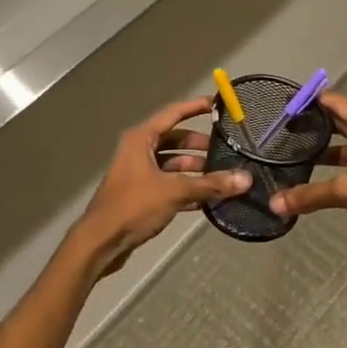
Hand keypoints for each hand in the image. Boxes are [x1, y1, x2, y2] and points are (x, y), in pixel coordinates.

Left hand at [68, 97, 252, 278]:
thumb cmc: (134, 206)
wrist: (101, 242)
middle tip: (227, 149)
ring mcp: (140, 173)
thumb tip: (245, 178)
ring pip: (173, 164)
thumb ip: (210, 184)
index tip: (217, 104)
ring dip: (196, 169)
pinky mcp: (142, 194)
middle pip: (175, 140)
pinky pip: (169, 183)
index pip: (173, 114)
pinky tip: (209, 197)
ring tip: (223, 176)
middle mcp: (139, 150)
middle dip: (200, 145)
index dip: (195, 107)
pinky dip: (187, 188)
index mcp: (141, 139)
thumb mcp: (174, 191)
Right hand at [267, 93, 346, 266]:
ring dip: (324, 150)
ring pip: (346, 148)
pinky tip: (314, 177)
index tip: (288, 100)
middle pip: (341, 124)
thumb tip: (274, 203)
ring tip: (294, 152)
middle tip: (285, 126)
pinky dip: (334, 169)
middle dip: (316, 124)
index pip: (338, 104)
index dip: (314, 100)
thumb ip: (310, 195)